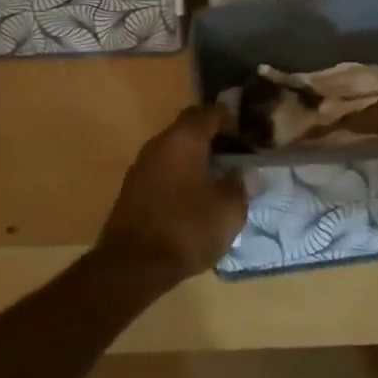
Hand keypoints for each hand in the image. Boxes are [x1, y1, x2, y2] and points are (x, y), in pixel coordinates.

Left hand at [96, 106, 247, 289]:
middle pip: (188, 126)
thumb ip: (240, 186)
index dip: (230, 120)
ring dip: (194, 155)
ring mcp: (141, 164)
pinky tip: (192, 195)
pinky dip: (179, 172)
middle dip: (211, 135)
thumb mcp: (228, 211)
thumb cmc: (187, 230)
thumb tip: (244, 174)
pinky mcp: (132, 187)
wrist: (132, 265)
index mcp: (184, 139)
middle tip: (232, 154)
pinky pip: (162, 167)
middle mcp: (160, 143)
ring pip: (173, 147)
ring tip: (215, 176)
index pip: (210, 112)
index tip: (245, 137)